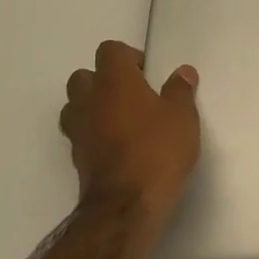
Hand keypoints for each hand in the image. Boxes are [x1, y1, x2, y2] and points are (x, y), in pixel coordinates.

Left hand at [60, 41, 200, 218]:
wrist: (125, 207)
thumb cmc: (157, 150)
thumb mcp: (182, 117)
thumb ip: (181, 90)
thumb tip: (182, 72)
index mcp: (114, 81)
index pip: (109, 50)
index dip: (128, 57)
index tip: (147, 74)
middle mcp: (89, 100)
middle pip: (84, 76)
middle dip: (104, 80)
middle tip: (132, 95)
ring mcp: (78, 131)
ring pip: (75, 106)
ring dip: (93, 107)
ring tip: (121, 120)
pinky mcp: (77, 159)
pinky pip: (80, 134)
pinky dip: (94, 134)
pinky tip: (117, 146)